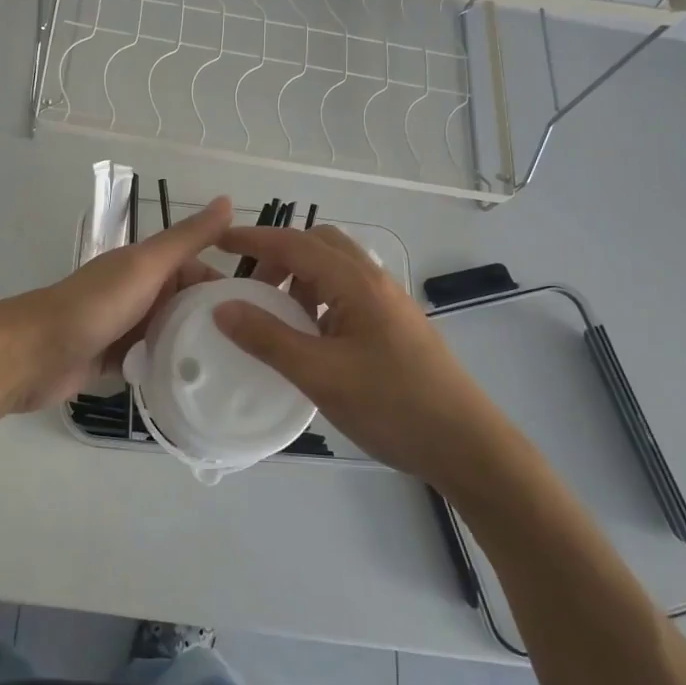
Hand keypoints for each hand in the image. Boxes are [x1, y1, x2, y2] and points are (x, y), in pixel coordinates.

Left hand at [0, 197, 233, 411]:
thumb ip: (187, 239)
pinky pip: (150, 361)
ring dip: (192, 349)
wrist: (31, 354)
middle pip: (186, 305)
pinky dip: (167, 370)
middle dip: (214, 323)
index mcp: (146, 266)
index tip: (263, 316)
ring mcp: (124, 328)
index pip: (199, 271)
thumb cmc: (93, 306)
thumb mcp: (146, 266)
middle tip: (253, 352)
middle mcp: (138, 293)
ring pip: (170, 334)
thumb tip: (228, 200)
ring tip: (233, 376)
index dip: (227, 288)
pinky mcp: (112, 360)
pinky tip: (194, 389)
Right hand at [213, 224, 508, 478]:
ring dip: (301, 277)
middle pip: (319, 244)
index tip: (219, 242)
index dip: (254, 238)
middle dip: (280, 255)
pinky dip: (319, 298)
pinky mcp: (395, 325)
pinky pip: (348, 293)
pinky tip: (311, 336)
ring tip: (277, 314)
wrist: (466, 445)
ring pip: (336, 268)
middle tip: (252, 287)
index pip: (295, 244)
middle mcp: (374, 281)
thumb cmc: (392, 405)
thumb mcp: (320, 374)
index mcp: (356, 283)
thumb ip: (268, 338)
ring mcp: (389, 303)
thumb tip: (223, 307)